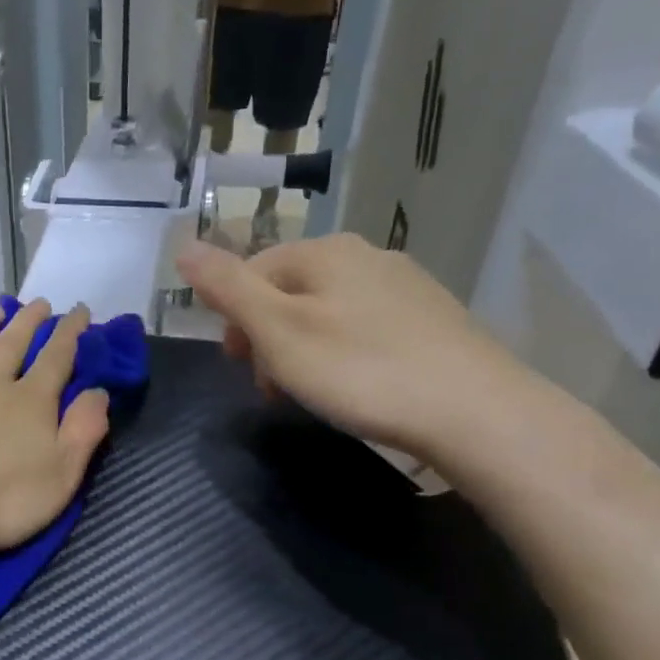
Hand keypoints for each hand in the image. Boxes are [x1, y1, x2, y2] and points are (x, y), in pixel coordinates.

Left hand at [0, 300, 111, 555]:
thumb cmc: (0, 501)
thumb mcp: (61, 474)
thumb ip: (83, 431)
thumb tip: (98, 391)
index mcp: (28, 401)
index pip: (56, 358)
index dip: (70, 333)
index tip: (80, 310)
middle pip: (11, 344)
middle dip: (28, 322)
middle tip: (38, 303)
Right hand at [175, 234, 548, 463]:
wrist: (476, 412)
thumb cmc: (360, 369)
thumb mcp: (278, 331)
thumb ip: (228, 288)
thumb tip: (183, 246)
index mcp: (324, 252)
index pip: (253, 271)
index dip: (234, 320)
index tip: (238, 368)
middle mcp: (366, 255)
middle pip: (290, 290)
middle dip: (268, 337)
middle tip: (272, 388)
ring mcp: (406, 285)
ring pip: (328, 310)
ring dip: (303, 348)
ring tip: (312, 393)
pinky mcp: (433, 318)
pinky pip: (366, 327)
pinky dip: (345, 353)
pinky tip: (358, 386)